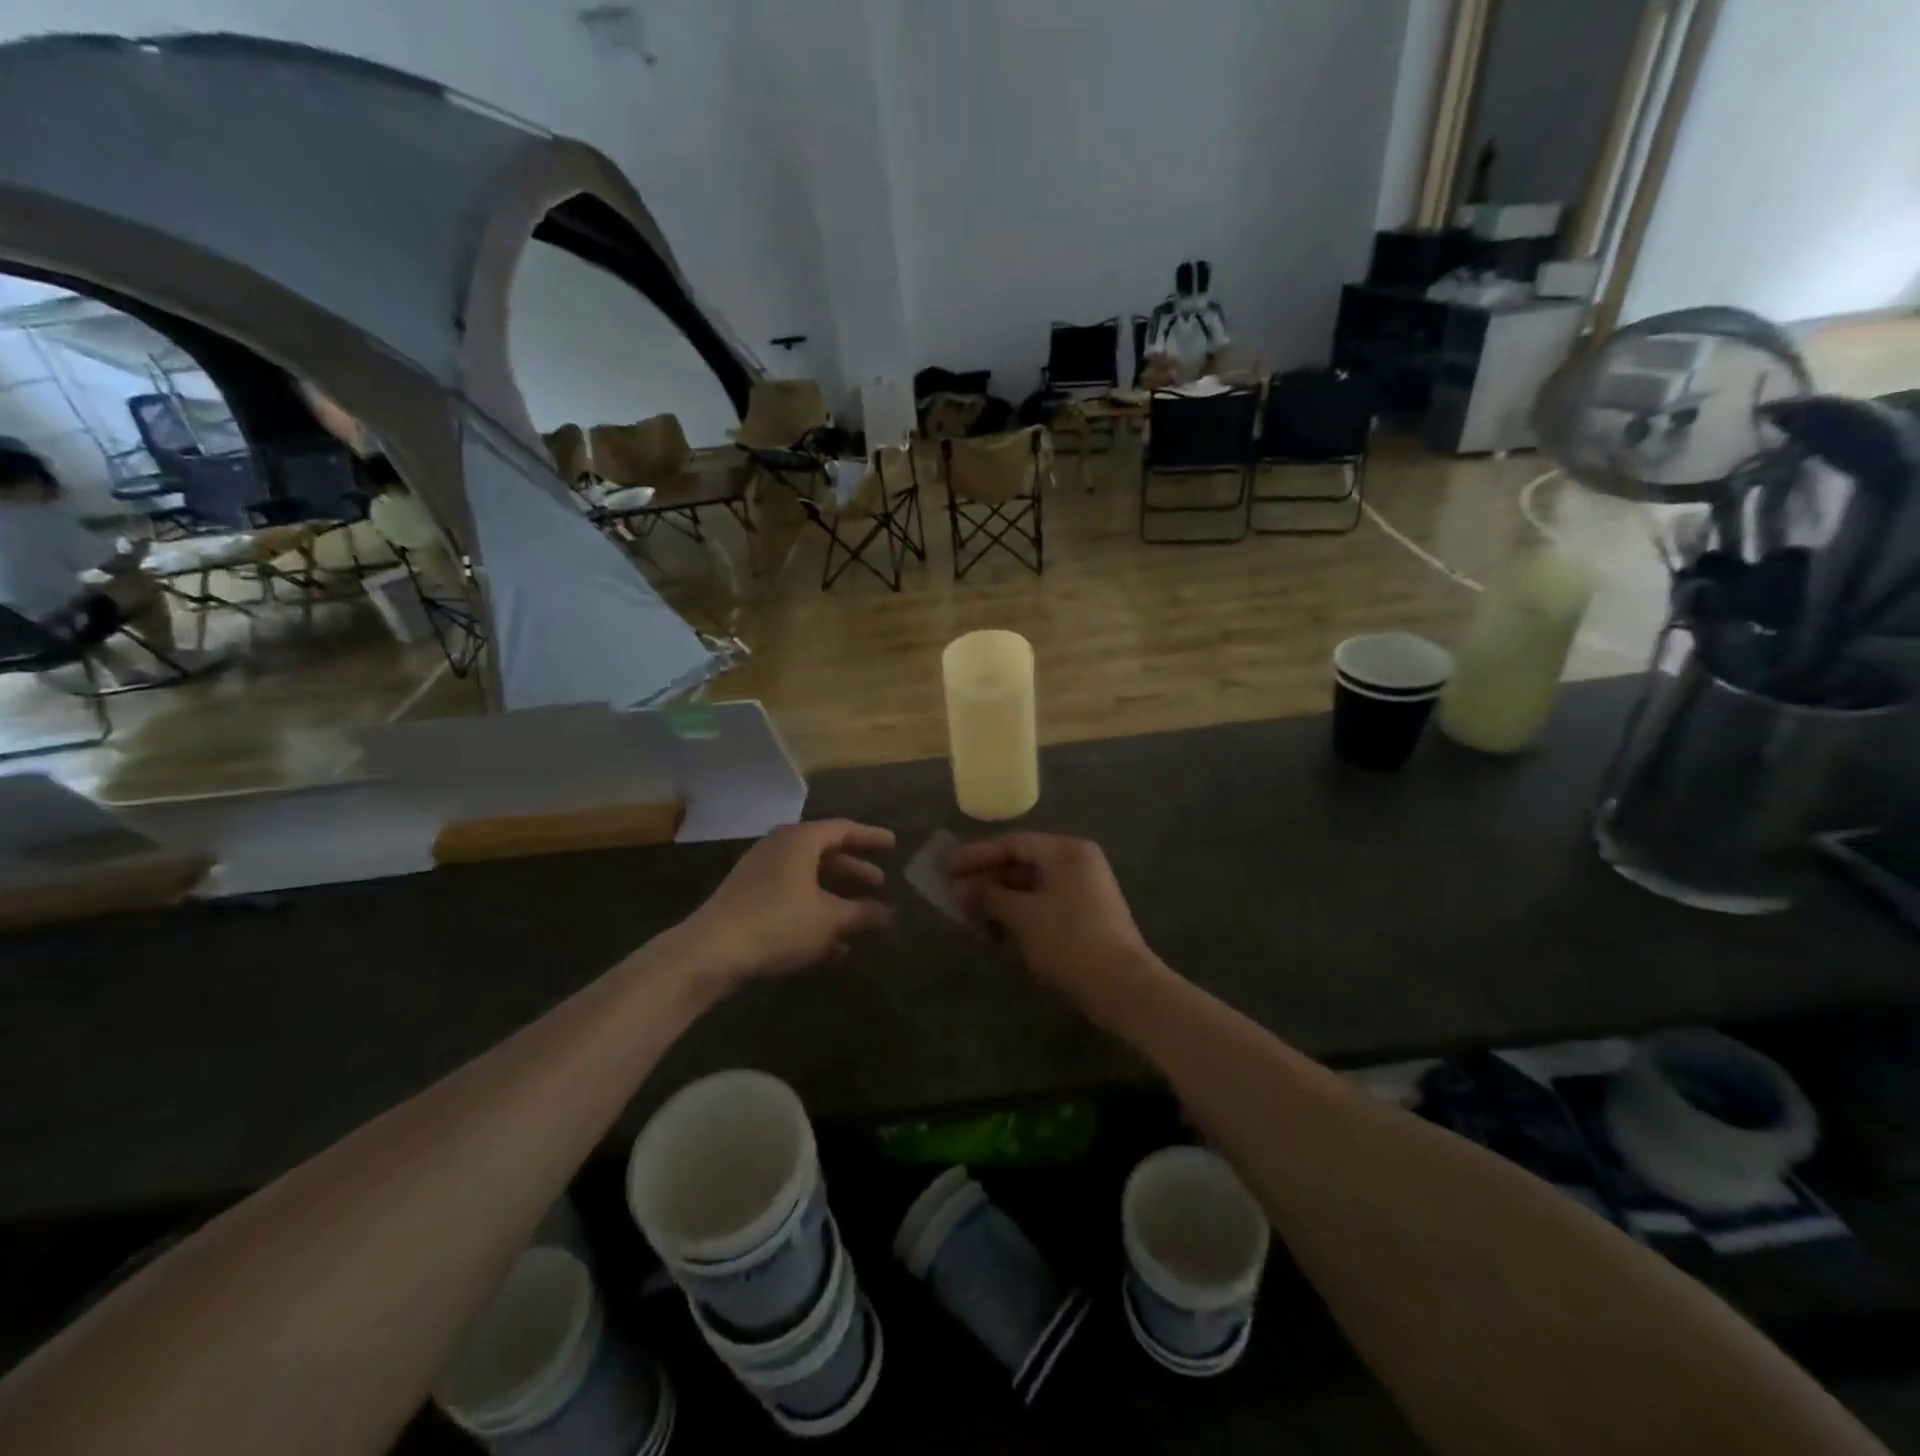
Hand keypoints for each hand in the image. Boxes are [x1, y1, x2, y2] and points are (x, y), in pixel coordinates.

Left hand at [676, 820, 894, 985]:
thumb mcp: (829, 919)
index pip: (844, 829)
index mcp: (800, 840)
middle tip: (880, 884)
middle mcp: (779, 848)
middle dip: (854, 871)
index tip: (893, 845)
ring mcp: (761, 874)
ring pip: (808, 880)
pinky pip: (791, 899)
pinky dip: (814, 914)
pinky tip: (832, 947)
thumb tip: (889, 914)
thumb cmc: (778, 923)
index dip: (871, 837)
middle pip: (826, 854)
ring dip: (836, 899)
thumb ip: (862, 913)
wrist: (710, 952)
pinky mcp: (749, 900)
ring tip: (861, 919)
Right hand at [946, 833, 1154, 1000]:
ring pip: (1029, 889)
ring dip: (998, 903)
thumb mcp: (1022, 915)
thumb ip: (988, 896)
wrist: (1121, 986)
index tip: (945, 866)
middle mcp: (1076, 863)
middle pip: (1020, 864)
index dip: (975, 855)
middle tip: (952, 894)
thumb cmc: (1068, 939)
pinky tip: (994, 934)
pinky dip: (1017, 917)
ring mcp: (1082, 891)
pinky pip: (1041, 907)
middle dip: (985, 882)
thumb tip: (962, 889)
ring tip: (969, 920)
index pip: (1012, 843)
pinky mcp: (1083, 917)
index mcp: (1066, 851)